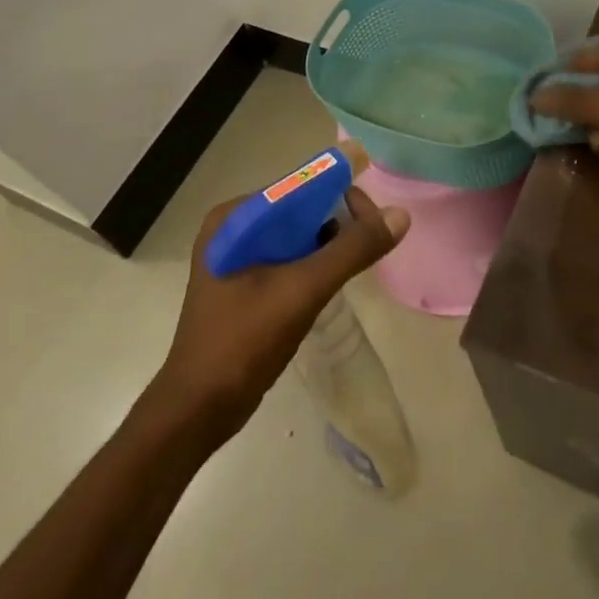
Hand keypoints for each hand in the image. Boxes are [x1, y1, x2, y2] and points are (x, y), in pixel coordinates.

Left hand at [155, 185, 409, 437]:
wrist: (197, 410)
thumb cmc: (243, 342)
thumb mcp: (304, 290)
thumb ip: (352, 250)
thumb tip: (400, 215)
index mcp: (235, 218)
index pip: (301, 187)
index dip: (342, 197)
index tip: (375, 224)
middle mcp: (233, 228)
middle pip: (302, 209)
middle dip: (338, 223)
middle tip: (369, 248)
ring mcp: (236, 257)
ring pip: (299, 235)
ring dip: (329, 246)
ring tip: (354, 267)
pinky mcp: (244, 283)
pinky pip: (290, 258)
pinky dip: (314, 264)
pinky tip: (330, 284)